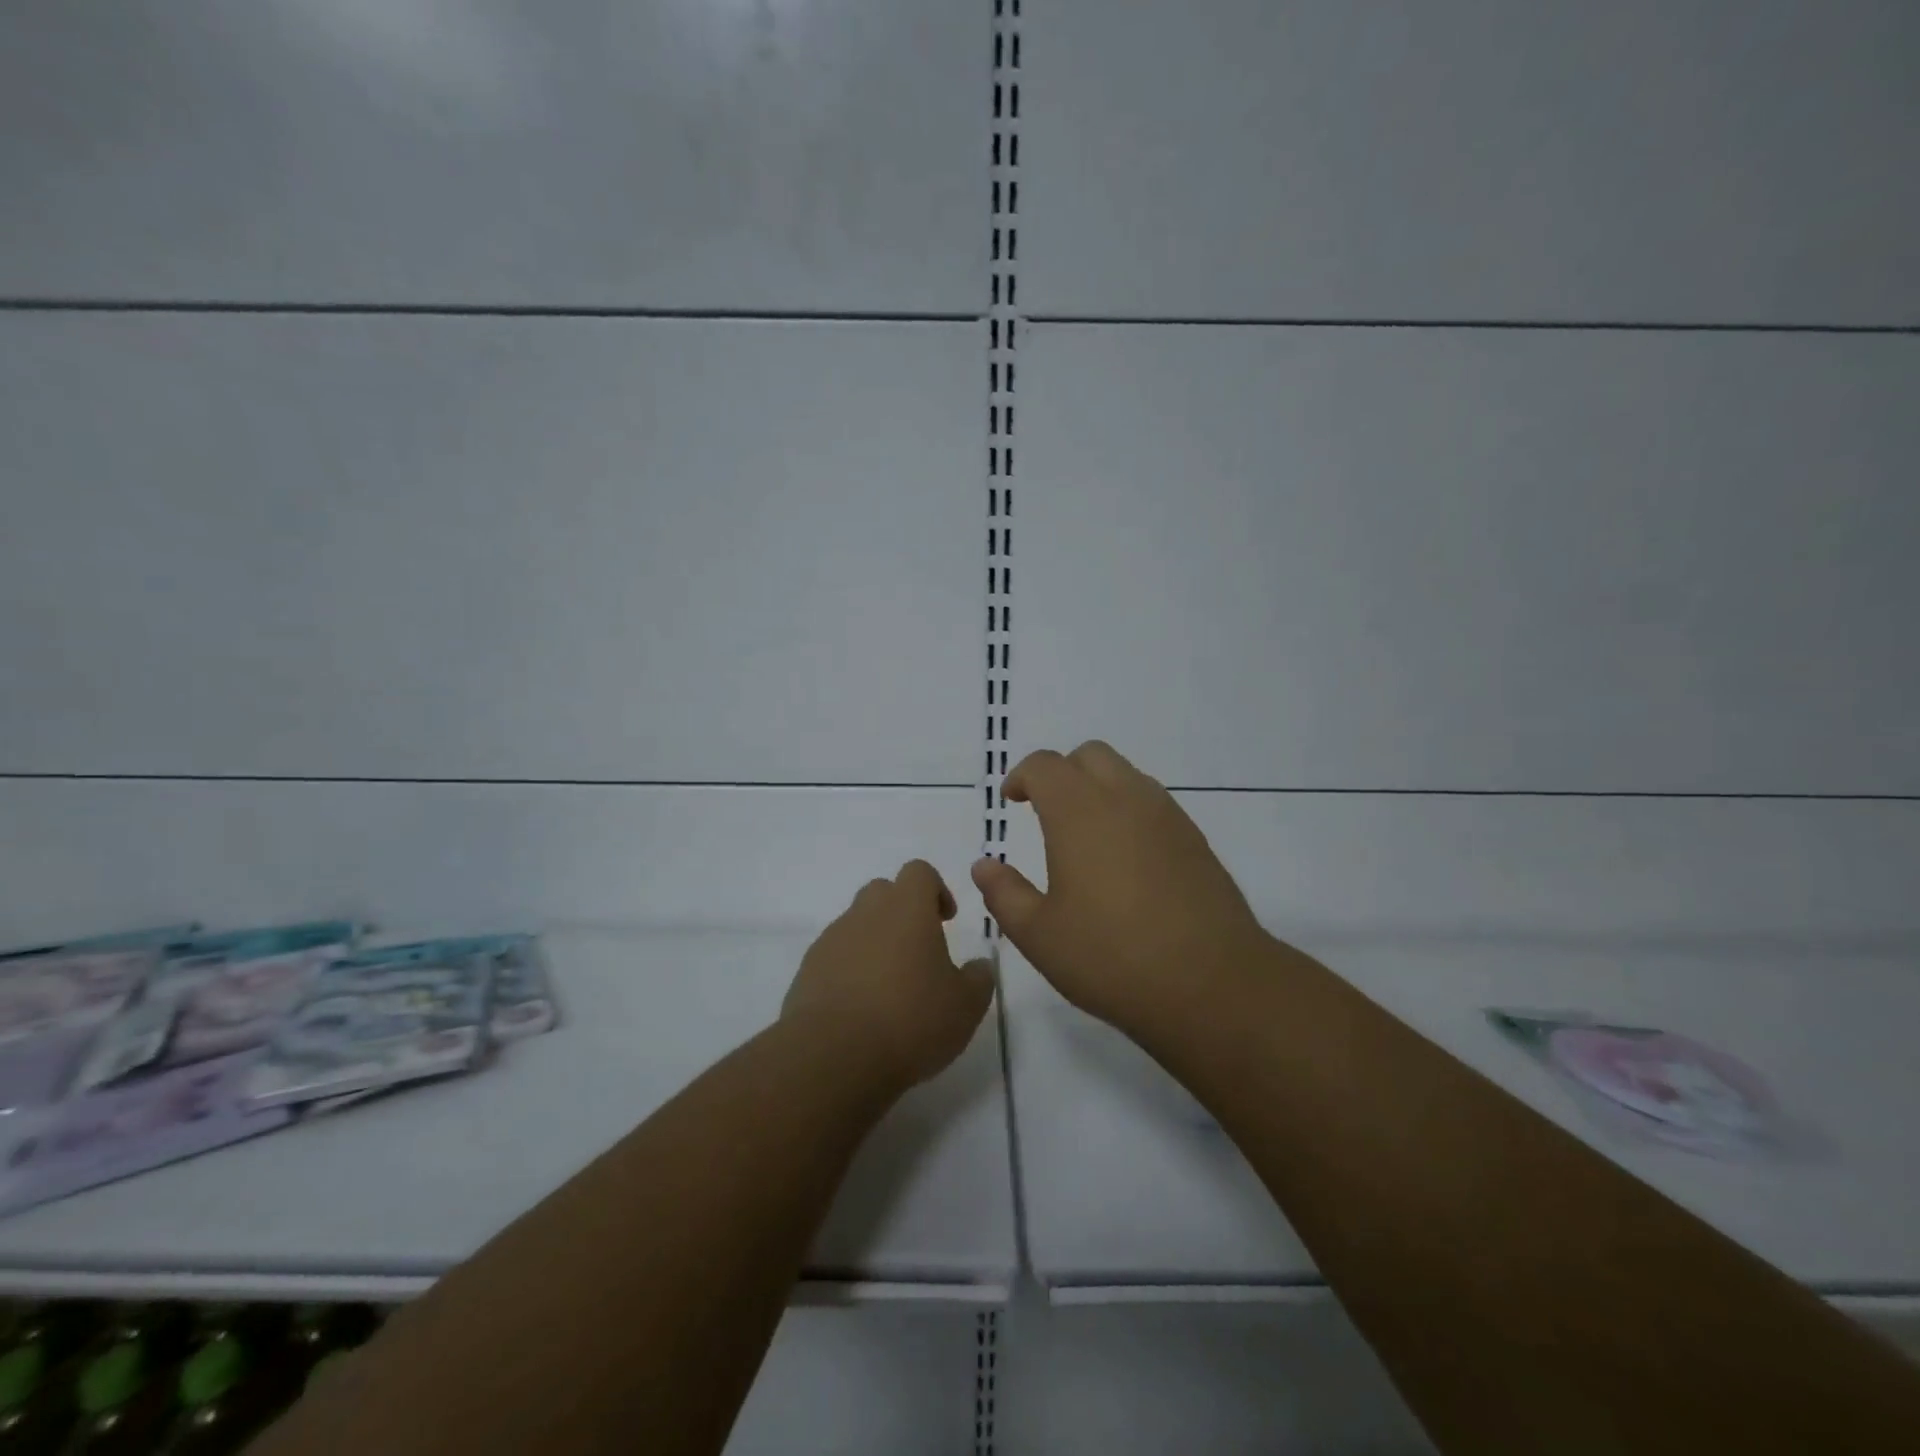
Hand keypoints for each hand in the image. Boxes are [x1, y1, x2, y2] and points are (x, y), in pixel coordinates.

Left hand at [783, 860, 995, 1091]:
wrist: (834, 1056)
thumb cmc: (911, 1020)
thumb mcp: (965, 1005)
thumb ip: (978, 978)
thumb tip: (979, 966)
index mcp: (907, 908)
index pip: (919, 872)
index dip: (935, 889)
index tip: (946, 920)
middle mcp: (866, 913)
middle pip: (883, 892)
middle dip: (902, 913)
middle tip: (918, 951)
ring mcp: (831, 940)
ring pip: (856, 925)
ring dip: (874, 943)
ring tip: (890, 988)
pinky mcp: (807, 971)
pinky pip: (834, 957)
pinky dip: (849, 971)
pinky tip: (861, 1010)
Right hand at [971, 741, 1270, 1035]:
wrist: (1212, 983)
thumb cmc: (1111, 957)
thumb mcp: (1039, 935)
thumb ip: (1005, 894)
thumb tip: (985, 865)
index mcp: (1079, 812)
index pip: (1045, 765)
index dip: (1022, 776)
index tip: (1012, 801)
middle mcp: (1125, 799)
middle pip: (1090, 755)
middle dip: (1062, 773)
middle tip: (1046, 811)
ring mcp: (1167, 816)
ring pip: (1127, 775)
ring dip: (1098, 789)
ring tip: (1086, 837)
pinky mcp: (1195, 840)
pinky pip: (1154, 804)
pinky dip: (1129, 812)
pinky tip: (1125, 861)